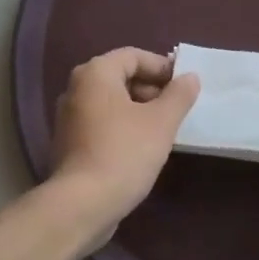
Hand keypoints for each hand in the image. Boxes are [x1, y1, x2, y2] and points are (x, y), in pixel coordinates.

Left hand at [46, 48, 199, 246]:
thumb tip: (190, 77)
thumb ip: (179, 95)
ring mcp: (68, 117)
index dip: (161, 67)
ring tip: (164, 128)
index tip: (184, 85)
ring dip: (139, 110)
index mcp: (95, 74)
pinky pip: (101, 123)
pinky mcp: (69, 143)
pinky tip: (142, 147)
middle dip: (151, 89)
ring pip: (111, 102)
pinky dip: (123, 126)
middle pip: (120, 77)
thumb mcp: (161, 122)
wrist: (82, 203)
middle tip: (177, 108)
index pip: (133, 56)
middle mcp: (76, 89)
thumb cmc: (124, 153)